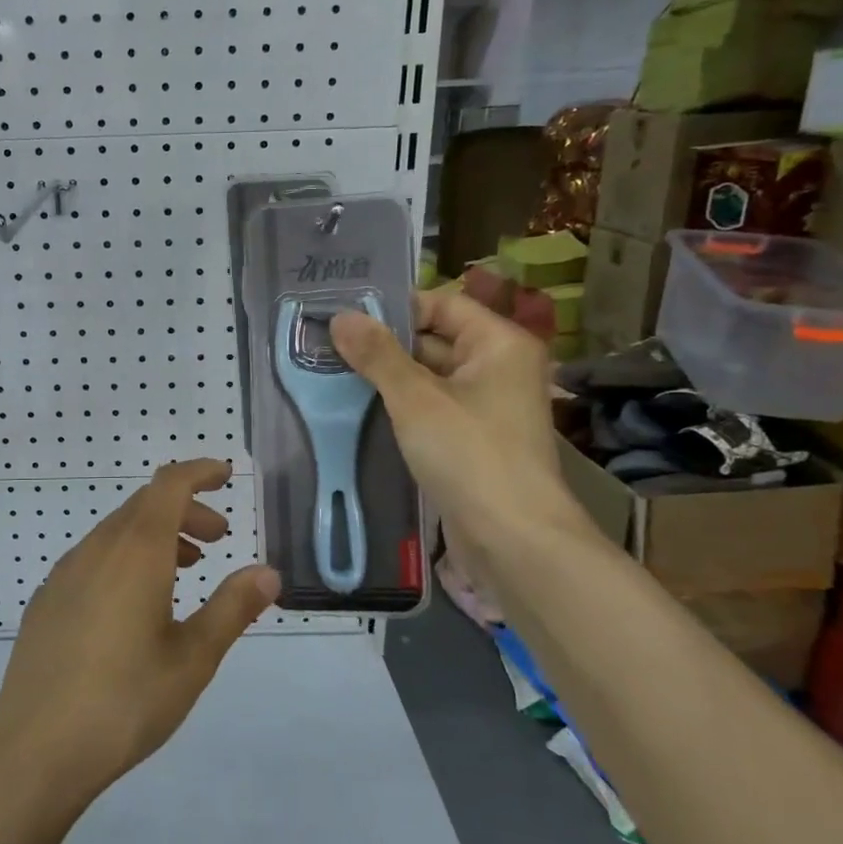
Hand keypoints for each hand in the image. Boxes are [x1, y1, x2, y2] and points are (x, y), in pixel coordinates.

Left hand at [0, 459, 280, 811]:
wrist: (35, 749)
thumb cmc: (125, 701)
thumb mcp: (193, 659)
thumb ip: (232, 608)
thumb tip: (268, 572)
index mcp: (135, 552)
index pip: (168, 484)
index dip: (199, 472)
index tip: (226, 476)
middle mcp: (96, 549)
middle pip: (144, 505)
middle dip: (185, 510)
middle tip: (218, 538)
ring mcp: (64, 573)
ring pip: (117, 531)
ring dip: (156, 535)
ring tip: (185, 569)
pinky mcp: (46, 600)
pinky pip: (93, 557)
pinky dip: (125, 557)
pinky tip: (134, 603)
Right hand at [331, 288, 591, 570]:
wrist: (513, 539)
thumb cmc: (469, 454)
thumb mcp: (415, 398)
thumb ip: (377, 355)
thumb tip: (340, 317)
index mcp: (499, 344)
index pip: (442, 304)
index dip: (395, 307)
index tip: (345, 316)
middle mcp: (499, 367)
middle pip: (436, 338)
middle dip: (385, 344)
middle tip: (329, 344)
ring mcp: (487, 406)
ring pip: (430, 376)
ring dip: (389, 376)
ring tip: (334, 371)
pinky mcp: (473, 439)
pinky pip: (432, 408)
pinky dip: (401, 406)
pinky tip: (360, 407)